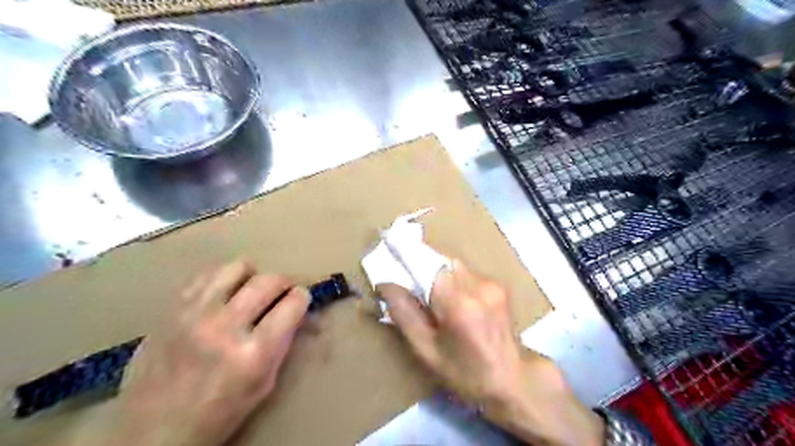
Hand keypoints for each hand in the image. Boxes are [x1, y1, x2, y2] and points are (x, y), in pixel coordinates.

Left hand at [90, 261, 308, 445]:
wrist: (151, 429)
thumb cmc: (219, 412)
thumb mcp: (264, 383)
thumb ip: (282, 341)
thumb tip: (295, 310)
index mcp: (254, 353)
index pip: (293, 303)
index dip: (302, 298)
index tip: (300, 300)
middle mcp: (225, 327)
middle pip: (269, 281)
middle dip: (284, 283)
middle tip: (281, 292)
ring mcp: (195, 313)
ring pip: (238, 267)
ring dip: (253, 275)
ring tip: (250, 289)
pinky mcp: (172, 308)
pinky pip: (207, 273)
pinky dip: (223, 277)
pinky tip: (224, 292)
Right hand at [377, 260, 602, 443]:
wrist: (512, 380)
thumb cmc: (465, 373)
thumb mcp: (426, 350)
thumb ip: (404, 314)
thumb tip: (385, 284)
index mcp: (459, 305)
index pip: (427, 265)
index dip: (407, 253)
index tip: (389, 245)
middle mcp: (478, 286)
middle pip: (440, 260)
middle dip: (420, 262)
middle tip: (405, 275)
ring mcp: (491, 283)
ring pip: (453, 264)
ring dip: (436, 271)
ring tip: (426, 290)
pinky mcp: (497, 284)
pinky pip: (465, 271)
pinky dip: (450, 278)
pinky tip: (449, 297)